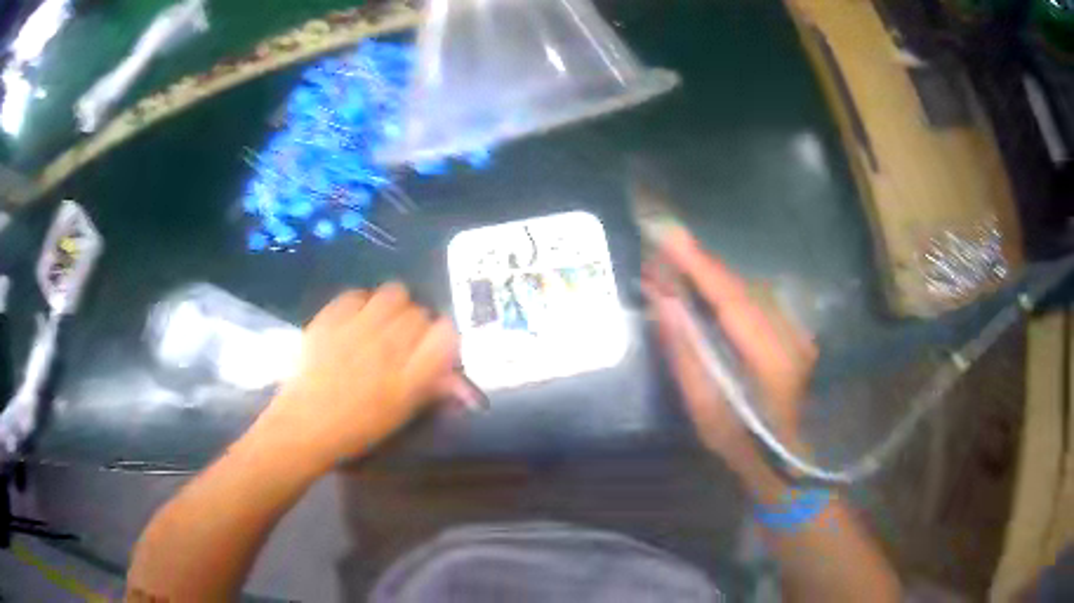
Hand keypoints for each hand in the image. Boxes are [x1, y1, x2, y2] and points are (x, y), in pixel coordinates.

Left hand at [255, 283, 470, 469]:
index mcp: (410, 379)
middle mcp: (388, 347)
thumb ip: (430, 388)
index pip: (446, 334)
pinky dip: (362, 303)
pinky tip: (356, 319)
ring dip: (394, 306)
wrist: (305, 425)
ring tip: (382, 321)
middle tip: (405, 338)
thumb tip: (453, 372)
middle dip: (418, 323)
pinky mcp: (330, 318)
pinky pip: (357, 294)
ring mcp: (357, 328)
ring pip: (394, 293)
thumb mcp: (401, 415)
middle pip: (420, 312)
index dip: (445, 336)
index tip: (436, 345)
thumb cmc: (356, 430)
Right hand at [642, 229, 816, 468]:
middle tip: (660, 250)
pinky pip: (756, 298)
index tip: (668, 235)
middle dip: (700, 265)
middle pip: (741, 286)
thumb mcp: (705, 411)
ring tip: (675, 268)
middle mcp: (790, 336)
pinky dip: (728, 289)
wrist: (787, 456)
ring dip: (712, 275)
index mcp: (770, 361)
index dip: (700, 266)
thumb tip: (663, 301)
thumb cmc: (743, 443)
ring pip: (749, 288)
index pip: (732, 300)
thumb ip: (686, 354)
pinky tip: (706, 290)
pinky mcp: (796, 329)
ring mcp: (798, 330)